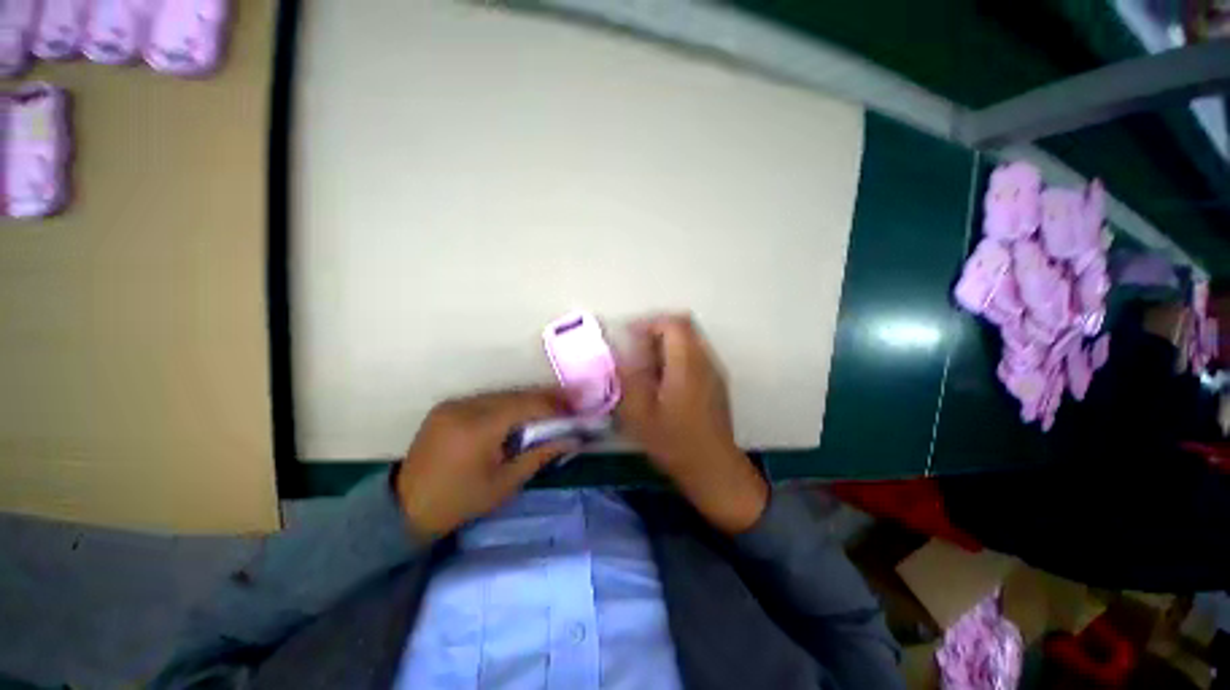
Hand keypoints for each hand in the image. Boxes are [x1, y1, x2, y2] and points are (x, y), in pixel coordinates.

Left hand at [394, 388, 573, 537]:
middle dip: (545, 399)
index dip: (555, 404)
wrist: (406, 507)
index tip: (577, 406)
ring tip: (550, 407)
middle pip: (516, 395)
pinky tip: (521, 413)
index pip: (527, 405)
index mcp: (478, 428)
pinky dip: (508, 404)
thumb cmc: (460, 501)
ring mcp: (453, 404)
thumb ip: (540, 455)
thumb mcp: (505, 483)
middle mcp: (465, 407)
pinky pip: (487, 399)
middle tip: (569, 404)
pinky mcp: (447, 406)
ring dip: (528, 400)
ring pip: (502, 395)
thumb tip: (573, 439)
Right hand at [617, 314, 767, 533]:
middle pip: (684, 325)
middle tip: (635, 346)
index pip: (673, 324)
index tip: (629, 336)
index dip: (648, 323)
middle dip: (656, 329)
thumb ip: (630, 376)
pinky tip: (663, 379)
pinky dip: (676, 355)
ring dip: (666, 342)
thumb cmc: (674, 442)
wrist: (714, 468)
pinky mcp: (716, 382)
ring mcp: (714, 370)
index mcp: (687, 364)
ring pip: (690, 339)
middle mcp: (705, 360)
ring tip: (645, 363)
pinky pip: (695, 355)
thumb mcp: (640, 413)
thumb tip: (622, 351)